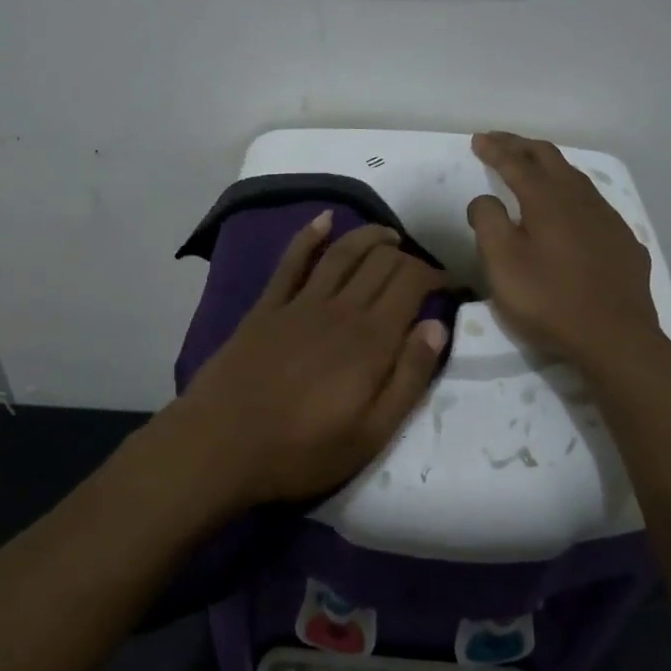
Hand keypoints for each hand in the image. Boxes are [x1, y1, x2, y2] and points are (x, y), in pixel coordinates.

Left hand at [175, 214, 448, 508]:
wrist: (221, 443)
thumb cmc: (302, 450)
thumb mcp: (372, 433)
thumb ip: (409, 377)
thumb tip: (437, 326)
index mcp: (371, 339)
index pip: (411, 284)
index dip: (434, 275)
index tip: (448, 284)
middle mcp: (340, 309)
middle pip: (381, 263)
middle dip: (407, 256)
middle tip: (419, 268)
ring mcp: (300, 303)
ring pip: (343, 253)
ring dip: (369, 237)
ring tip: (388, 234)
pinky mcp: (267, 306)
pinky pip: (292, 261)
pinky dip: (309, 236)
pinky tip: (324, 220)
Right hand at [467, 131, 661, 368]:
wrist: (616, 338)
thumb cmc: (549, 300)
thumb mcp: (502, 264)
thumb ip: (488, 222)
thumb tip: (485, 198)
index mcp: (547, 200)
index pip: (516, 162)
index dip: (495, 149)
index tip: (478, 140)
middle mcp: (580, 199)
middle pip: (550, 158)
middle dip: (521, 146)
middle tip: (500, 142)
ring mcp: (608, 219)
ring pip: (576, 178)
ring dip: (550, 166)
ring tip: (534, 166)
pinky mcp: (624, 242)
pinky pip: (594, 204)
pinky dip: (573, 194)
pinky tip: (572, 210)